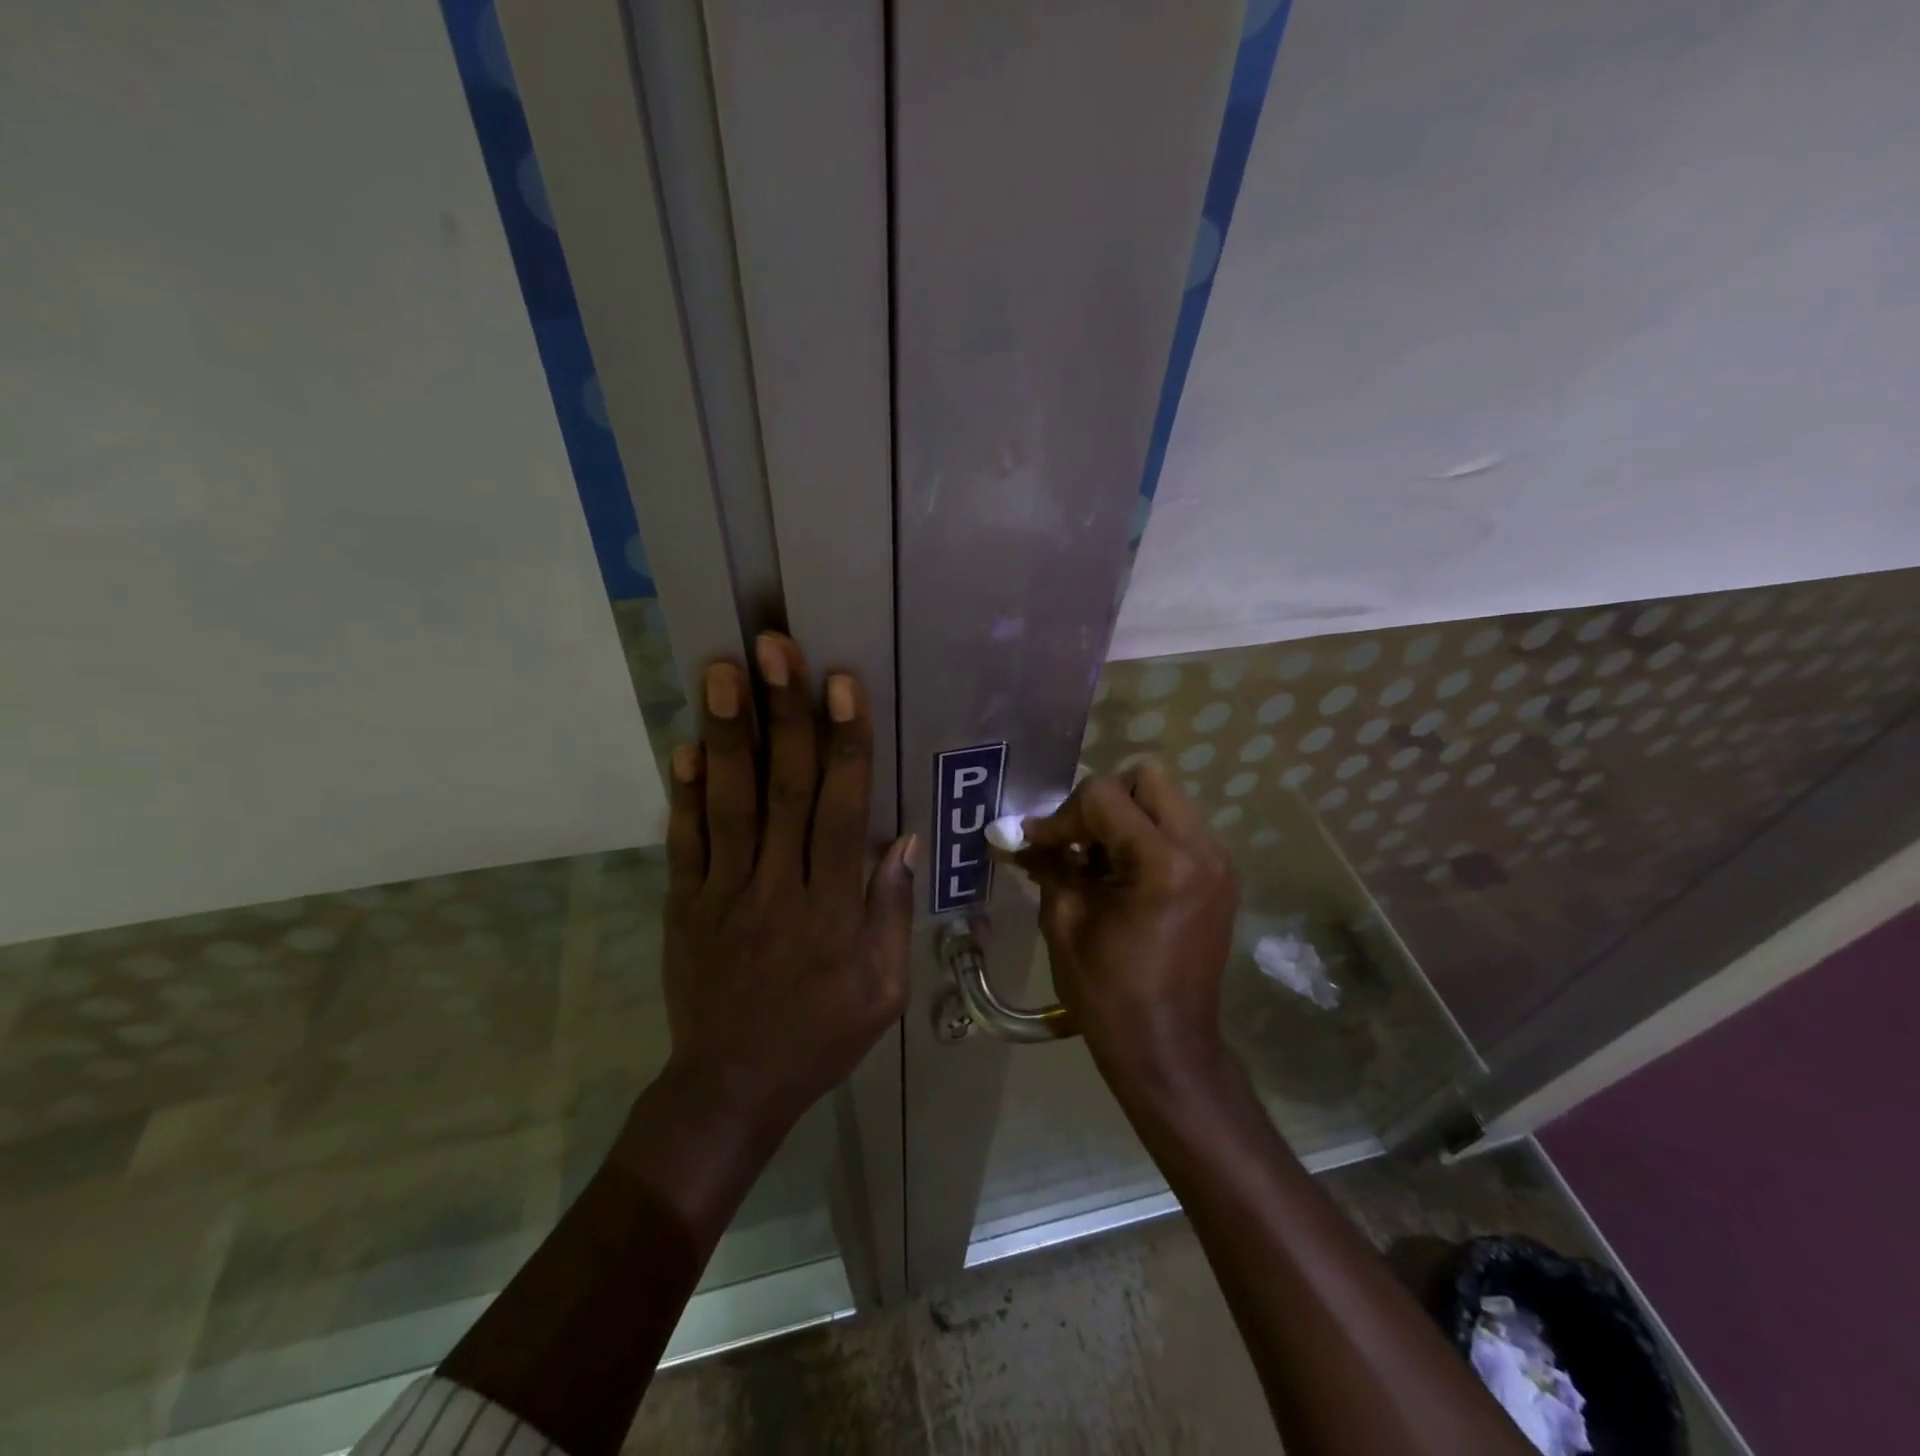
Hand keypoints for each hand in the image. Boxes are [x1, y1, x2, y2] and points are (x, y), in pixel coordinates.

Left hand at [661, 634, 915, 1138]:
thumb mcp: (883, 990)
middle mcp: (778, 888)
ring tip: (723, 671)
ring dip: (730, 734)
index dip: (845, 744)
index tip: (841, 684)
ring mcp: (723, 894)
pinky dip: (684, 792)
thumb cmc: (820, 1037)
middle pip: (784, 790)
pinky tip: (685, 742)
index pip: (842, 811)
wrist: (731, 1089)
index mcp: (832, 909)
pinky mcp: (683, 905)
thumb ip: (890, 912)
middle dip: (785, 714)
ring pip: (730, 803)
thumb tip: (902, 838)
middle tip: (775, 648)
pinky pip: (684, 842)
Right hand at [1020, 763, 1237, 1091]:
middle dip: (1102, 801)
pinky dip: (1146, 836)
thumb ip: (1047, 864)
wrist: (1168, 1048)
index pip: (1105, 795)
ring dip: (1125, 817)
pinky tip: (1121, 875)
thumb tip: (1021, 834)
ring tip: (1096, 860)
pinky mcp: (1221, 877)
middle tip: (1076, 840)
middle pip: (1147, 778)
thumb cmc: (1108, 993)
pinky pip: (1179, 828)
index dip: (1063, 815)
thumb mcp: (1064, 921)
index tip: (1038, 844)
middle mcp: (1201, 850)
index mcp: (1163, 863)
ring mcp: (1219, 863)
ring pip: (1166, 800)